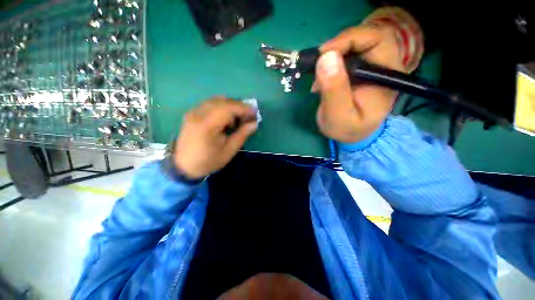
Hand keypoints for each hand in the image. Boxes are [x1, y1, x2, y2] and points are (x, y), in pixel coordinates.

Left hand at [173, 96, 257, 178]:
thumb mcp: (229, 151)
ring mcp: (193, 112)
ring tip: (237, 119)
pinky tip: (225, 119)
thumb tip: (254, 123)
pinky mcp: (192, 113)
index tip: (255, 113)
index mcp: (207, 125)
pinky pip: (210, 103)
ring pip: (216, 100)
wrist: (183, 166)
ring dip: (230, 106)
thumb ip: (242, 135)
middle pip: (223, 101)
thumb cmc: (208, 161)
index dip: (243, 109)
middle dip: (238, 106)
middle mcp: (198, 114)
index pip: (228, 108)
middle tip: (248, 116)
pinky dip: (222, 107)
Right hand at [314, 9, 422, 142]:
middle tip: (318, 65)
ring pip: (352, 46)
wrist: (351, 135)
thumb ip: (334, 89)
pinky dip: (329, 64)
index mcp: (387, 74)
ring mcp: (370, 67)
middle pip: (364, 37)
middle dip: (337, 47)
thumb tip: (326, 57)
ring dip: (331, 58)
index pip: (376, 39)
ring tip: (318, 79)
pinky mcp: (359, 71)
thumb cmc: (347, 129)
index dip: (349, 39)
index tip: (324, 55)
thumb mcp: (338, 115)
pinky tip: (321, 80)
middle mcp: (383, 65)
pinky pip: (345, 57)